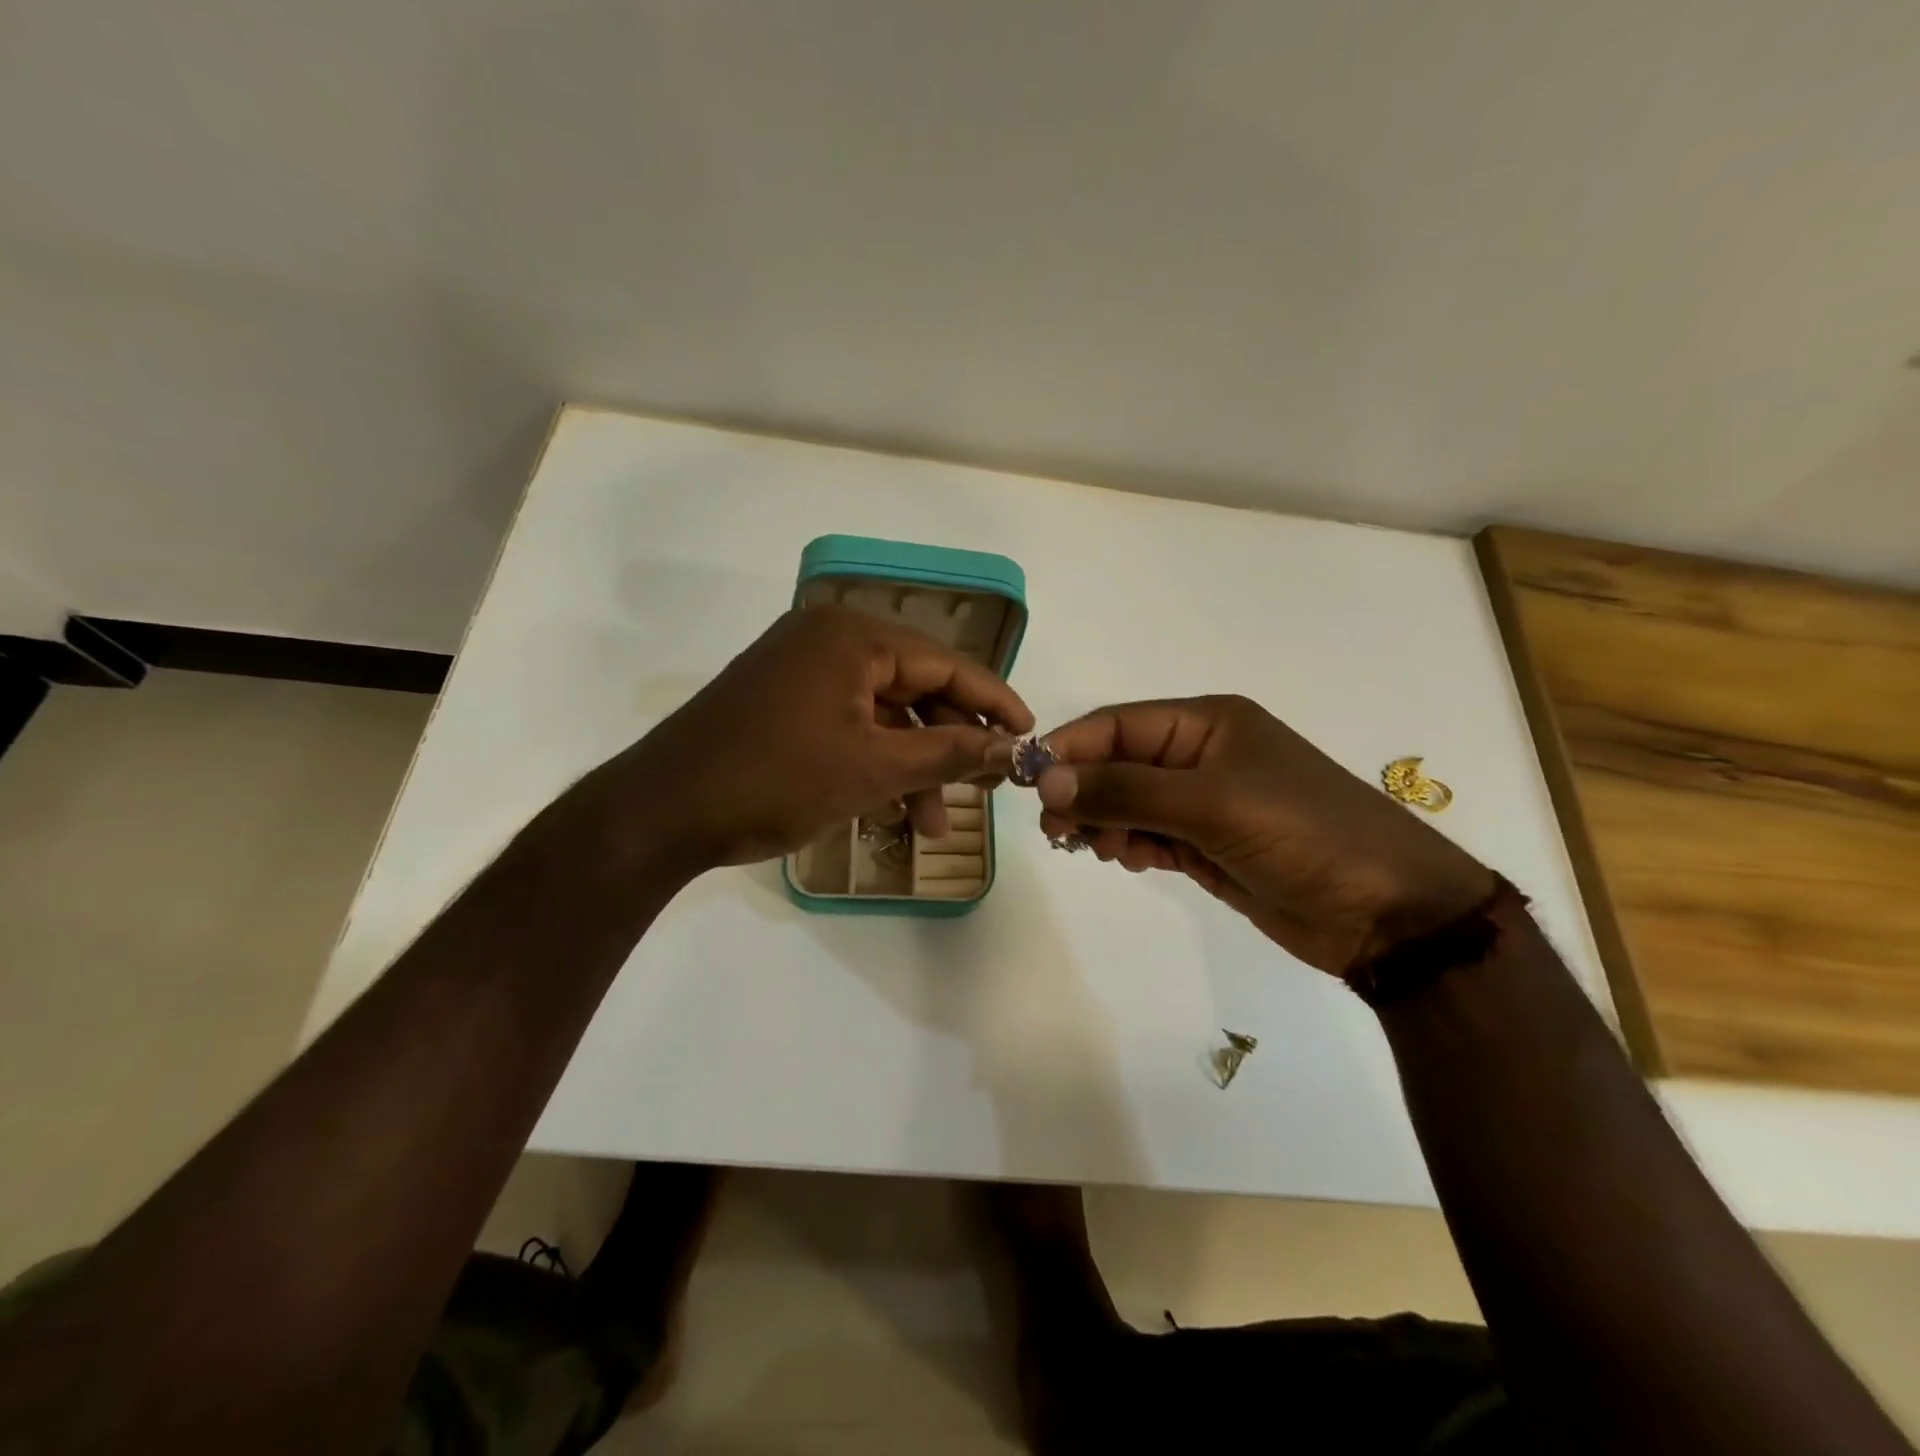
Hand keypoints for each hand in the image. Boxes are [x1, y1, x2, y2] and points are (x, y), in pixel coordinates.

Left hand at [576, 605, 1031, 873]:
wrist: (661, 812)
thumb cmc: (775, 780)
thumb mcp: (874, 769)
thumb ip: (951, 753)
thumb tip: (1015, 747)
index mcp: (852, 637)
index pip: (946, 664)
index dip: (994, 701)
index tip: (1030, 735)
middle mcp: (827, 640)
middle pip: (916, 689)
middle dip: (949, 746)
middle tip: (983, 790)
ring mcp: (800, 671)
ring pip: (882, 716)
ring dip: (912, 767)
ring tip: (930, 827)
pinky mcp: (782, 702)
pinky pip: (848, 726)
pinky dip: (873, 765)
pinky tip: (890, 812)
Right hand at [1035, 696, 1496, 974]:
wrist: (1387, 912)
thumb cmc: (1303, 834)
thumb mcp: (1212, 803)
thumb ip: (1126, 789)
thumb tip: (1046, 777)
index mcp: (1207, 723)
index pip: (1119, 725)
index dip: (1070, 748)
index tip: (1029, 781)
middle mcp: (1201, 756)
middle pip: (1118, 763)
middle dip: (1083, 791)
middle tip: (1057, 829)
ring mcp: (1204, 803)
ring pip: (1129, 802)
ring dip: (1104, 821)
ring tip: (1097, 848)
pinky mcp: (1207, 845)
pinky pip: (1149, 834)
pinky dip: (1129, 844)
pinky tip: (1126, 858)